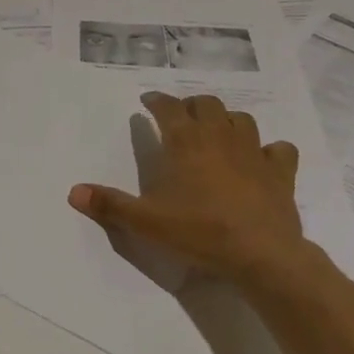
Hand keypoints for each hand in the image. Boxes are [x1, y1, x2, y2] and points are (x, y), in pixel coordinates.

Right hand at [68, 92, 323, 293]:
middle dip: (192, 106)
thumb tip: (73, 192)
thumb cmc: (199, 231)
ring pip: (241, 119)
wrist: (261, 253)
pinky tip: (261, 159)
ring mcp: (254, 151)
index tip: (147, 102)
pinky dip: (268, 149)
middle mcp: (220, 136)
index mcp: (186, 142)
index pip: (168, 108)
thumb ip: (110, 205)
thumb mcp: (146, 222)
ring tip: (217, 133)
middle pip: (207, 104)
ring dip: (227, 120)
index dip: (156, 101)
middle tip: (180, 118)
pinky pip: (278, 149)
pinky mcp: (280, 171)